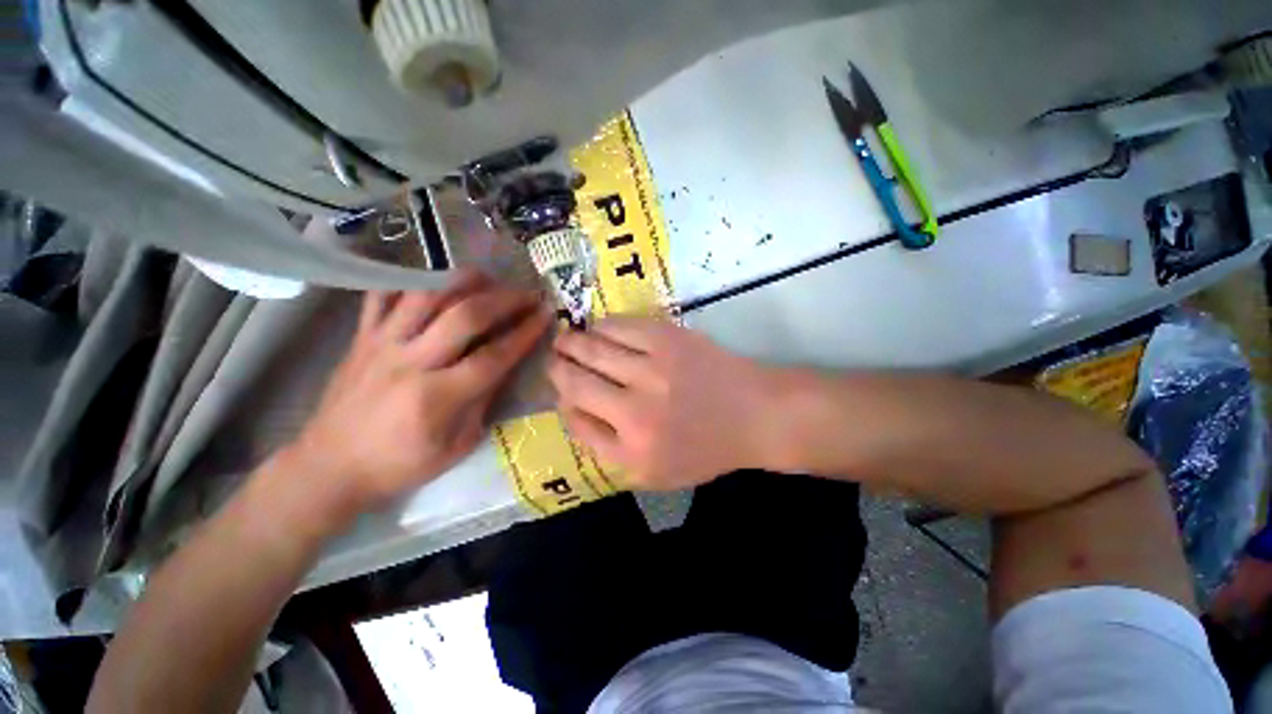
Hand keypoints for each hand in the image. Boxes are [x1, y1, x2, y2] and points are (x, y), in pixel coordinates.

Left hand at [288, 271, 550, 514]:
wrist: (330, 466)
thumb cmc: (401, 464)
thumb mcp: (457, 445)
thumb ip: (484, 401)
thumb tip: (506, 364)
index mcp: (437, 398)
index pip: (494, 356)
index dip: (525, 333)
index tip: (546, 315)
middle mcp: (410, 363)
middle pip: (465, 316)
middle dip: (505, 300)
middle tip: (527, 293)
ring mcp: (381, 344)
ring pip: (426, 295)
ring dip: (464, 280)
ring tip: (490, 278)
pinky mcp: (361, 336)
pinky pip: (383, 294)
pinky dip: (411, 279)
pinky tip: (436, 279)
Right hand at [549, 317, 775, 489]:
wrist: (753, 414)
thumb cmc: (704, 448)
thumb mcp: (653, 472)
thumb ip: (605, 446)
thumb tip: (570, 405)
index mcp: (632, 451)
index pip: (575, 420)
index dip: (561, 400)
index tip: (561, 389)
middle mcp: (635, 410)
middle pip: (575, 380)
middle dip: (555, 365)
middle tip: (553, 357)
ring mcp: (652, 369)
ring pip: (591, 347)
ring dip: (571, 342)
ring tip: (566, 340)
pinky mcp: (667, 338)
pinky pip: (618, 326)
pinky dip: (600, 326)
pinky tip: (597, 329)